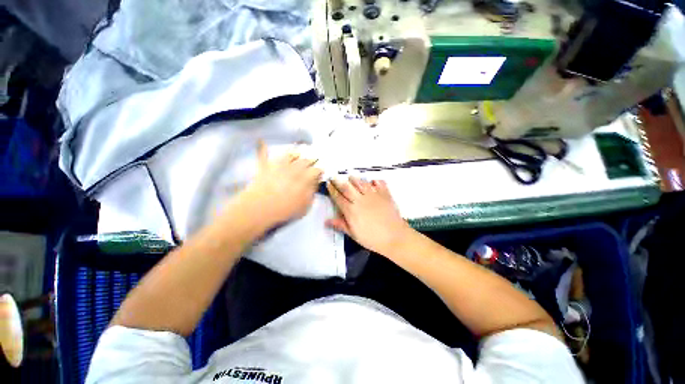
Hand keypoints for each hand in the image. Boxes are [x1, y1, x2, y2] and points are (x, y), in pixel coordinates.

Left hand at [240, 141, 322, 226]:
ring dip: (294, 153)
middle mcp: (293, 169)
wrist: (260, 209)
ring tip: (298, 152)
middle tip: (314, 158)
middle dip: (310, 159)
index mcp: (304, 178)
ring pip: (288, 155)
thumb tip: (315, 184)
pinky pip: (263, 156)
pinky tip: (261, 141)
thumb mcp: (304, 206)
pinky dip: (262, 148)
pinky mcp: (264, 168)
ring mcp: (278, 167)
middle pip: (304, 161)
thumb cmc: (285, 210)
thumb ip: (311, 193)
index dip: (319, 170)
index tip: (321, 170)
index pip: (315, 171)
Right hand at [326, 177, 412, 254]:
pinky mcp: (384, 194)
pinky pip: (379, 183)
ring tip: (350, 177)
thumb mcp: (354, 234)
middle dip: (338, 181)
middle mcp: (360, 199)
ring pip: (361, 183)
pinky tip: (373, 181)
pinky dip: (375, 181)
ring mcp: (373, 195)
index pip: (338, 197)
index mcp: (351, 210)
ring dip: (354, 179)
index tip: (328, 184)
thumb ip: (340, 225)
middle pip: (347, 187)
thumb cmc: (372, 239)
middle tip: (333, 176)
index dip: (332, 190)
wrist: (395, 237)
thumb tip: (326, 221)